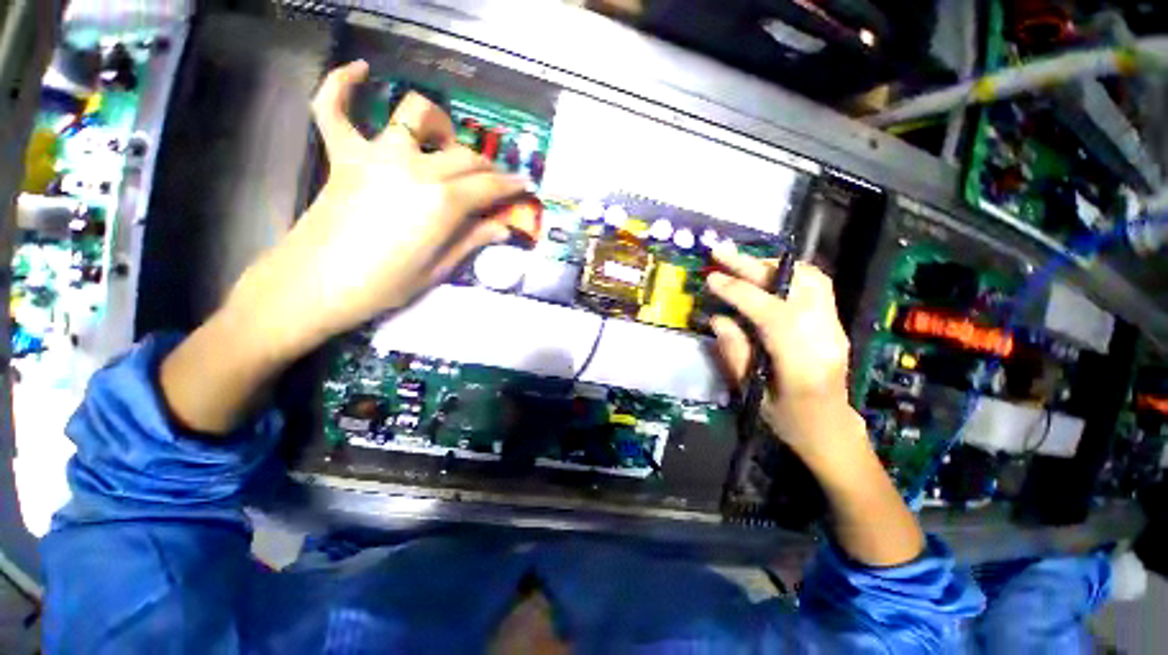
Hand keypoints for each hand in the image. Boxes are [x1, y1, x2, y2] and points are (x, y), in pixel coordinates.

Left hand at [227, 61, 524, 359]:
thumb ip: (473, 240)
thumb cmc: (384, 285)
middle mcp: (415, 168)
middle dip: (487, 166)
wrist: (315, 286)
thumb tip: (505, 228)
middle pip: (464, 154)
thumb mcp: (439, 269)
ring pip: (417, 115)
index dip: (512, 186)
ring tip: (445, 142)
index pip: (489, 186)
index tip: (525, 186)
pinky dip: (343, 84)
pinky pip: (335, 107)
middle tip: (493, 182)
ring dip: (439, 125)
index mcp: (442, 203)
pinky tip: (361, 71)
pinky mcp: (343, 154)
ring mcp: (376, 154)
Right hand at [706, 246, 857, 461]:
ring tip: (740, 263)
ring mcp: (835, 327)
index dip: (740, 292)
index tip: (712, 279)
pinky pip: (815, 286)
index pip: (773, 314)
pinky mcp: (834, 323)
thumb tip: (717, 319)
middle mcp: (826, 338)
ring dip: (771, 266)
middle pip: (796, 287)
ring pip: (811, 279)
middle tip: (721, 253)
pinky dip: (786, 273)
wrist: (833, 431)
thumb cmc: (789, 421)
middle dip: (753, 266)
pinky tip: (763, 275)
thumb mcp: (752, 395)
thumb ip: (735, 354)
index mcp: (803, 364)